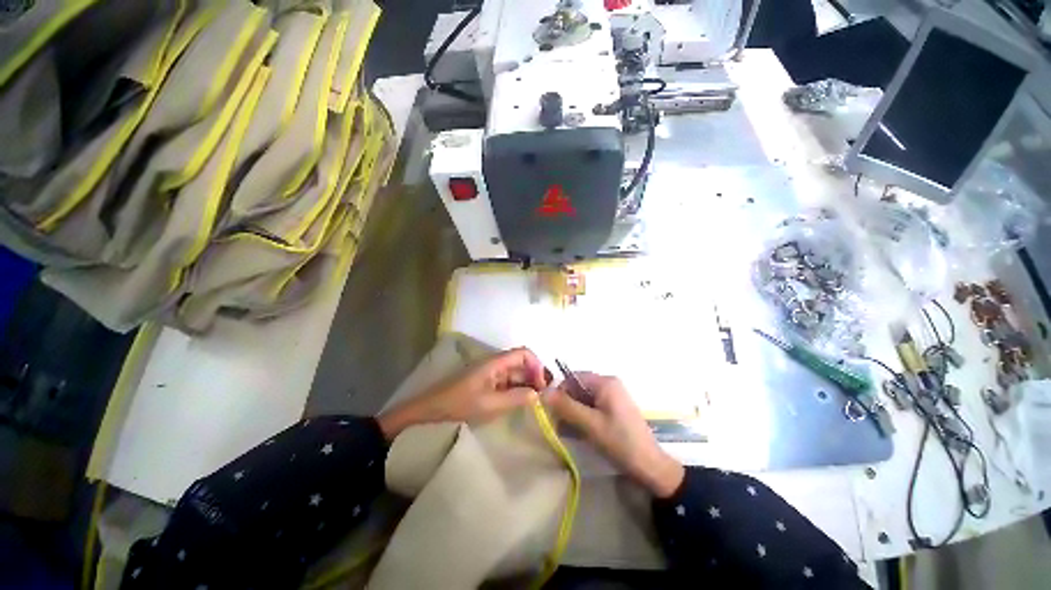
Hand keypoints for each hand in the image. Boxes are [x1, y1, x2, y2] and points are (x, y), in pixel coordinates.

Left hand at [378, 347, 547, 439]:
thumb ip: (516, 398)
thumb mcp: (490, 404)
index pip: (524, 353)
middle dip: (534, 376)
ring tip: (533, 402)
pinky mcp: (485, 381)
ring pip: (514, 373)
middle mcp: (495, 363)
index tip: (541, 385)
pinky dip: (515, 389)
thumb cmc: (459, 404)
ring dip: (525, 384)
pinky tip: (518, 402)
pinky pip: (506, 381)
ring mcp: (490, 372)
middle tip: (542, 397)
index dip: (537, 366)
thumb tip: (538, 394)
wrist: (430, 409)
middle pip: (521, 363)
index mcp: (496, 362)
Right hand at [546, 373, 684, 497]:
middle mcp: (608, 385)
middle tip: (558, 423)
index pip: (573, 377)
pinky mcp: (613, 410)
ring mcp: (612, 398)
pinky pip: (591, 408)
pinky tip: (578, 433)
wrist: (650, 467)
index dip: (560, 391)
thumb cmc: (620, 442)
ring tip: (567, 431)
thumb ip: (565, 406)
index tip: (551, 410)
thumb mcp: (589, 424)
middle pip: (578, 388)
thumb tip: (543, 392)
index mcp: (605, 382)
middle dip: (566, 404)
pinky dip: (582, 418)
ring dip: (572, 413)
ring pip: (583, 399)